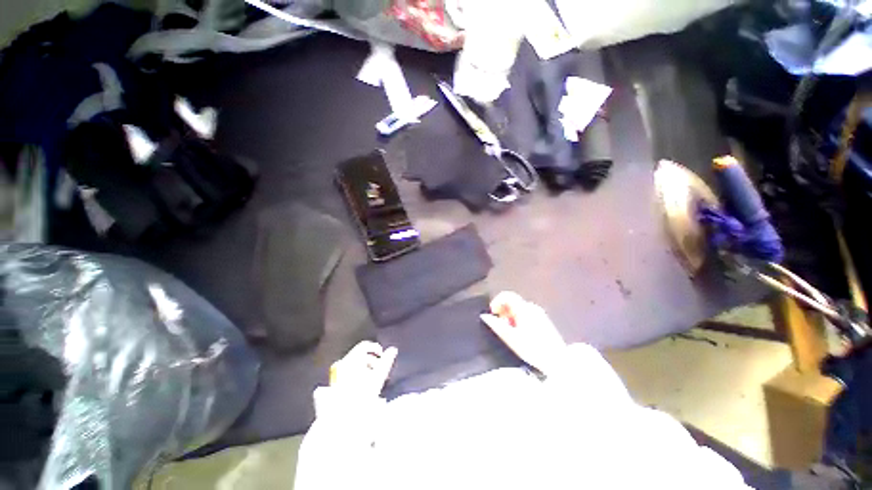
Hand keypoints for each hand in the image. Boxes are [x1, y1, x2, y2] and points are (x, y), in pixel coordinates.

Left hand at [329, 341, 397, 396]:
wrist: (343, 416)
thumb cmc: (362, 394)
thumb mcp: (379, 376)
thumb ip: (387, 360)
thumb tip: (393, 349)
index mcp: (351, 359)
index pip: (365, 345)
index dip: (376, 348)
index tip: (383, 356)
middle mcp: (342, 363)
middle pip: (360, 355)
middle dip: (372, 360)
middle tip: (380, 369)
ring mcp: (337, 374)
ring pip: (354, 364)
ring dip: (366, 368)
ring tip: (373, 379)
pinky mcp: (335, 383)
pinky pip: (348, 372)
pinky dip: (358, 374)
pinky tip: (363, 385)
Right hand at [480, 291, 565, 374]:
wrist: (558, 362)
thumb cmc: (532, 349)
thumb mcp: (511, 338)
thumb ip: (496, 325)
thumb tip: (484, 316)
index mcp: (524, 309)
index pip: (507, 295)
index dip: (496, 301)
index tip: (493, 313)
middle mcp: (532, 307)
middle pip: (513, 302)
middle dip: (503, 311)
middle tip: (501, 326)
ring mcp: (539, 313)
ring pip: (519, 308)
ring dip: (510, 316)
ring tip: (511, 332)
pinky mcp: (544, 320)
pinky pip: (526, 313)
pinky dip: (519, 319)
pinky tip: (520, 334)